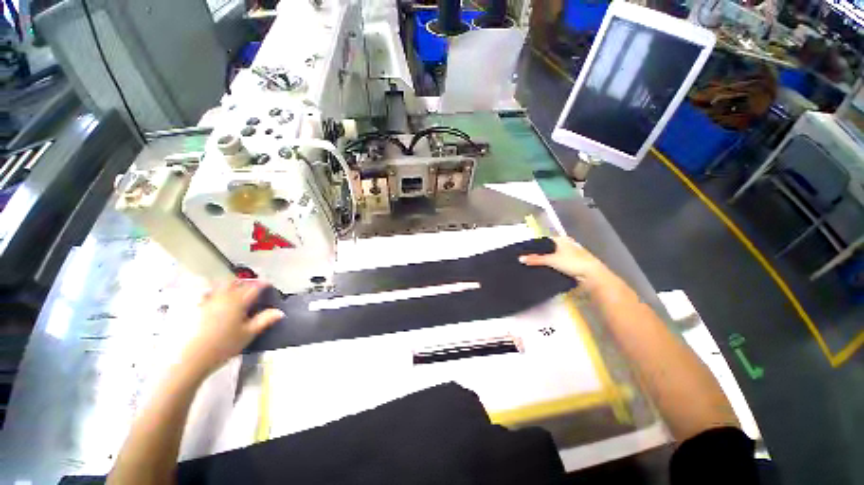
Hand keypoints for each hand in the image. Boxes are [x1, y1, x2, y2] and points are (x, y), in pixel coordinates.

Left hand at [182, 280, 283, 375]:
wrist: (191, 357)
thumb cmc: (224, 345)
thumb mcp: (248, 334)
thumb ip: (264, 320)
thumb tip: (280, 312)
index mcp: (238, 301)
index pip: (254, 288)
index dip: (263, 284)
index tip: (268, 284)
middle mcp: (222, 297)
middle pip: (234, 283)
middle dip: (243, 282)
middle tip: (249, 287)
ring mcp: (206, 302)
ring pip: (218, 286)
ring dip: (227, 286)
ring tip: (232, 291)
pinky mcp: (194, 309)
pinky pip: (205, 295)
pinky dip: (212, 294)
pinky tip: (213, 301)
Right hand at [519, 236, 613, 291]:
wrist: (593, 275)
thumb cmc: (572, 262)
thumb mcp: (551, 260)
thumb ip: (535, 259)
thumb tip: (520, 258)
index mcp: (561, 239)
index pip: (544, 240)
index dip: (535, 245)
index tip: (525, 251)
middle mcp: (567, 244)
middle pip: (549, 248)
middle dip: (540, 254)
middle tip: (528, 259)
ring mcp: (571, 254)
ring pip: (554, 256)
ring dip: (546, 260)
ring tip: (534, 265)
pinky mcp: (574, 263)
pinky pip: (559, 263)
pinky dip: (553, 266)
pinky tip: (546, 270)